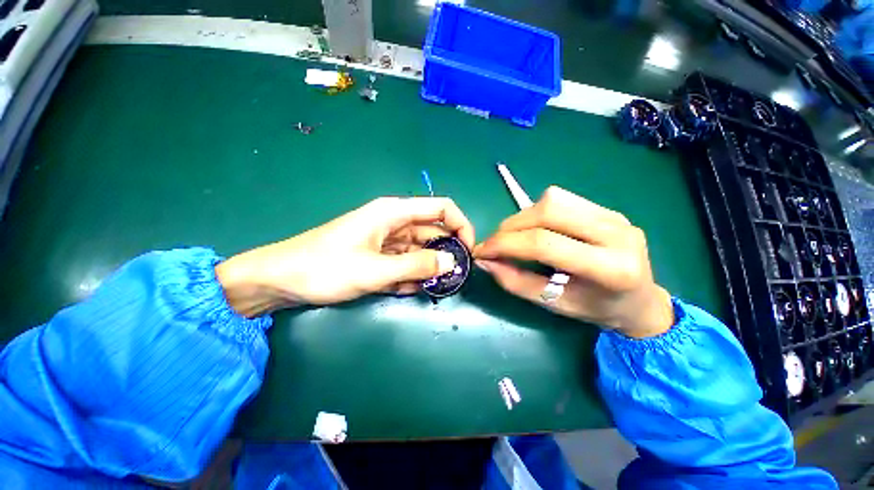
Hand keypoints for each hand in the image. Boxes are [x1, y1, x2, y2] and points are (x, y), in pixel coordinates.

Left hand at [215, 197, 474, 316]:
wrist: (281, 280)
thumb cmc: (325, 268)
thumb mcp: (375, 270)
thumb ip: (416, 265)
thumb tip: (451, 262)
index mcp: (394, 212)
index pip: (442, 208)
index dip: (461, 226)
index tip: (468, 251)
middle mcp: (394, 222)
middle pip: (433, 232)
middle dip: (444, 254)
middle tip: (451, 278)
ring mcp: (387, 240)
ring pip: (419, 250)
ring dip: (425, 269)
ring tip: (422, 288)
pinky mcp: (379, 255)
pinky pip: (404, 262)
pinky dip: (408, 276)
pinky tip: (402, 290)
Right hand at [473, 186, 672, 337]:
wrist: (639, 299)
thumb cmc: (596, 309)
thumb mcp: (553, 304)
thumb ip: (515, 282)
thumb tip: (485, 261)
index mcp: (610, 268)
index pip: (544, 243)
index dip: (505, 244)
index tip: (482, 252)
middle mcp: (617, 233)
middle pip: (547, 212)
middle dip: (510, 227)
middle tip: (495, 245)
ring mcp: (614, 215)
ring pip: (553, 199)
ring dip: (523, 217)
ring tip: (514, 237)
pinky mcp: (607, 208)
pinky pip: (561, 198)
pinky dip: (537, 211)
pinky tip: (536, 229)